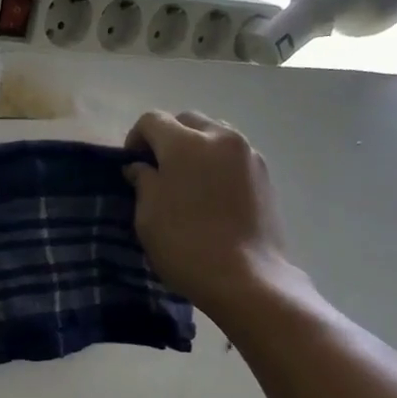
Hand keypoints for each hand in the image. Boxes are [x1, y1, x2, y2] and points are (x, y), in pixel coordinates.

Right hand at [124, 111, 294, 316]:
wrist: (246, 277)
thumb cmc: (186, 246)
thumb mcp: (148, 216)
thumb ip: (143, 182)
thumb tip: (140, 167)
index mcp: (185, 143)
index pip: (152, 120)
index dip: (135, 138)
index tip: (131, 165)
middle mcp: (220, 137)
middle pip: (187, 121)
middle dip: (168, 137)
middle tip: (158, 170)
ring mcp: (248, 154)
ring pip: (215, 134)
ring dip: (196, 147)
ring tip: (188, 180)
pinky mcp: (265, 174)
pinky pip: (234, 155)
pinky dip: (218, 163)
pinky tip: (212, 195)